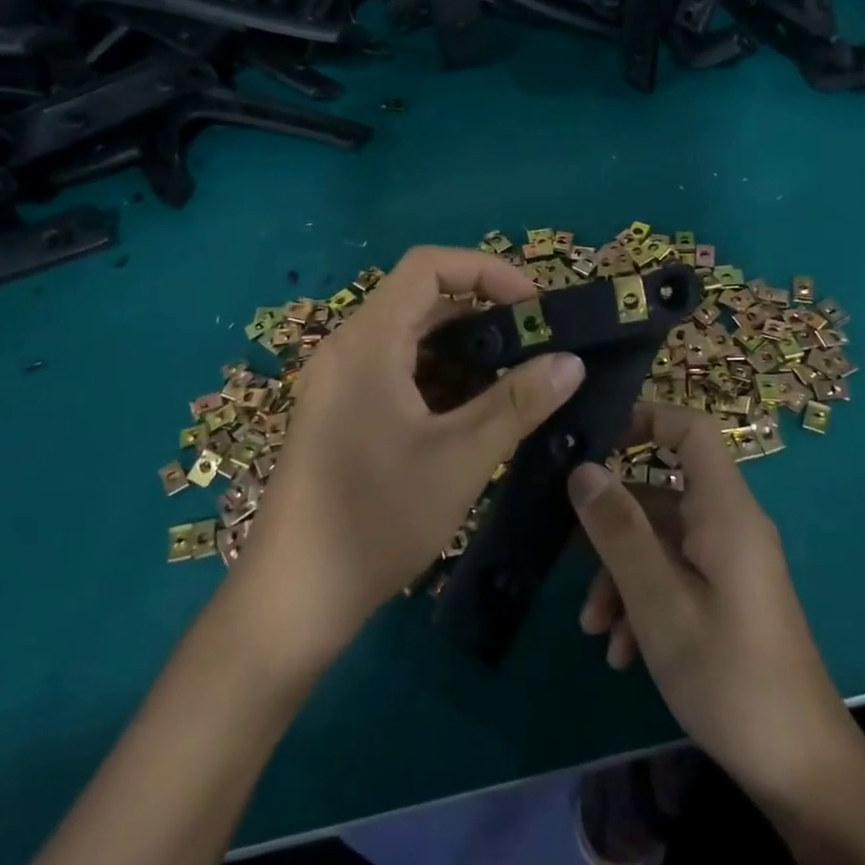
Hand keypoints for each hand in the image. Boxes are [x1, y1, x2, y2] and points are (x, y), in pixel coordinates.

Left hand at [241, 246, 585, 661]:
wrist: (294, 598)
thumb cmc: (376, 518)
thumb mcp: (460, 458)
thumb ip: (518, 403)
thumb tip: (571, 361)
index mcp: (368, 341)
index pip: (428, 265)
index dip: (487, 271)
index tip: (534, 307)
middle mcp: (348, 348)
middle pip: (422, 301)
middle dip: (484, 316)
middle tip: (536, 348)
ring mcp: (339, 383)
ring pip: (411, 341)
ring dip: (465, 353)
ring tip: (514, 385)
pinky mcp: (340, 413)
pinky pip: (396, 372)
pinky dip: (439, 380)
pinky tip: (473, 417)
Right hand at [570, 405, 852, 811]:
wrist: (800, 771)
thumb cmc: (728, 675)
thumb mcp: (658, 602)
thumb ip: (619, 530)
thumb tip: (583, 469)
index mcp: (725, 512)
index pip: (692, 430)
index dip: (646, 418)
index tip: (595, 439)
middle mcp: (729, 526)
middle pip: (660, 495)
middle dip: (612, 527)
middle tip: (566, 556)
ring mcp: (729, 564)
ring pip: (660, 542)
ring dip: (621, 576)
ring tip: (594, 629)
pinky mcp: (727, 597)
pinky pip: (675, 576)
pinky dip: (643, 601)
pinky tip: (622, 653)